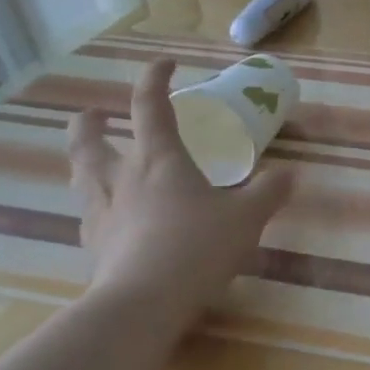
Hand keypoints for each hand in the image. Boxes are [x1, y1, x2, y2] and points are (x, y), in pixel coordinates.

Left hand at [67, 58, 292, 333]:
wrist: (142, 305)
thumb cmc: (197, 247)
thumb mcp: (247, 217)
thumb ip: (269, 191)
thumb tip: (290, 174)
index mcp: (159, 160)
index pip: (150, 105)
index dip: (154, 79)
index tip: (165, 63)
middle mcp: (122, 179)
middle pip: (90, 141)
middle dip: (90, 123)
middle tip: (94, 116)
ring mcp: (102, 214)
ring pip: (80, 177)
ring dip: (83, 161)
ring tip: (93, 161)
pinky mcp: (95, 249)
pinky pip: (89, 217)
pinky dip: (96, 208)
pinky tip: (109, 219)